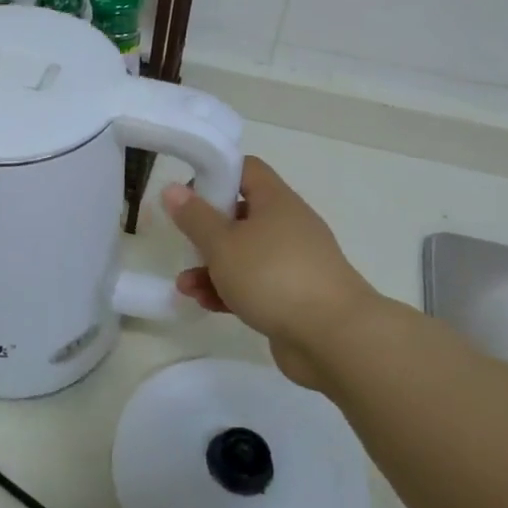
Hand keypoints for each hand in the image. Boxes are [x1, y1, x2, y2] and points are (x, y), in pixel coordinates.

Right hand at [163, 156, 384, 384]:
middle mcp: (288, 226)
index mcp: (276, 201)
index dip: (216, 174)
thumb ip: (195, 217)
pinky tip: (205, 304)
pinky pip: (255, 285)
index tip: (187, 193)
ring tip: (185, 286)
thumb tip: (172, 188)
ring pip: (244, 255)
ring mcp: (293, 263)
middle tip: (184, 243)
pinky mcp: (293, 296)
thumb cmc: (273, 277)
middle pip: (240, 215)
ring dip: (212, 268)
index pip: (246, 170)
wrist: (334, 338)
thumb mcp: (223, 244)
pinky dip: (230, 291)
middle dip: (207, 232)